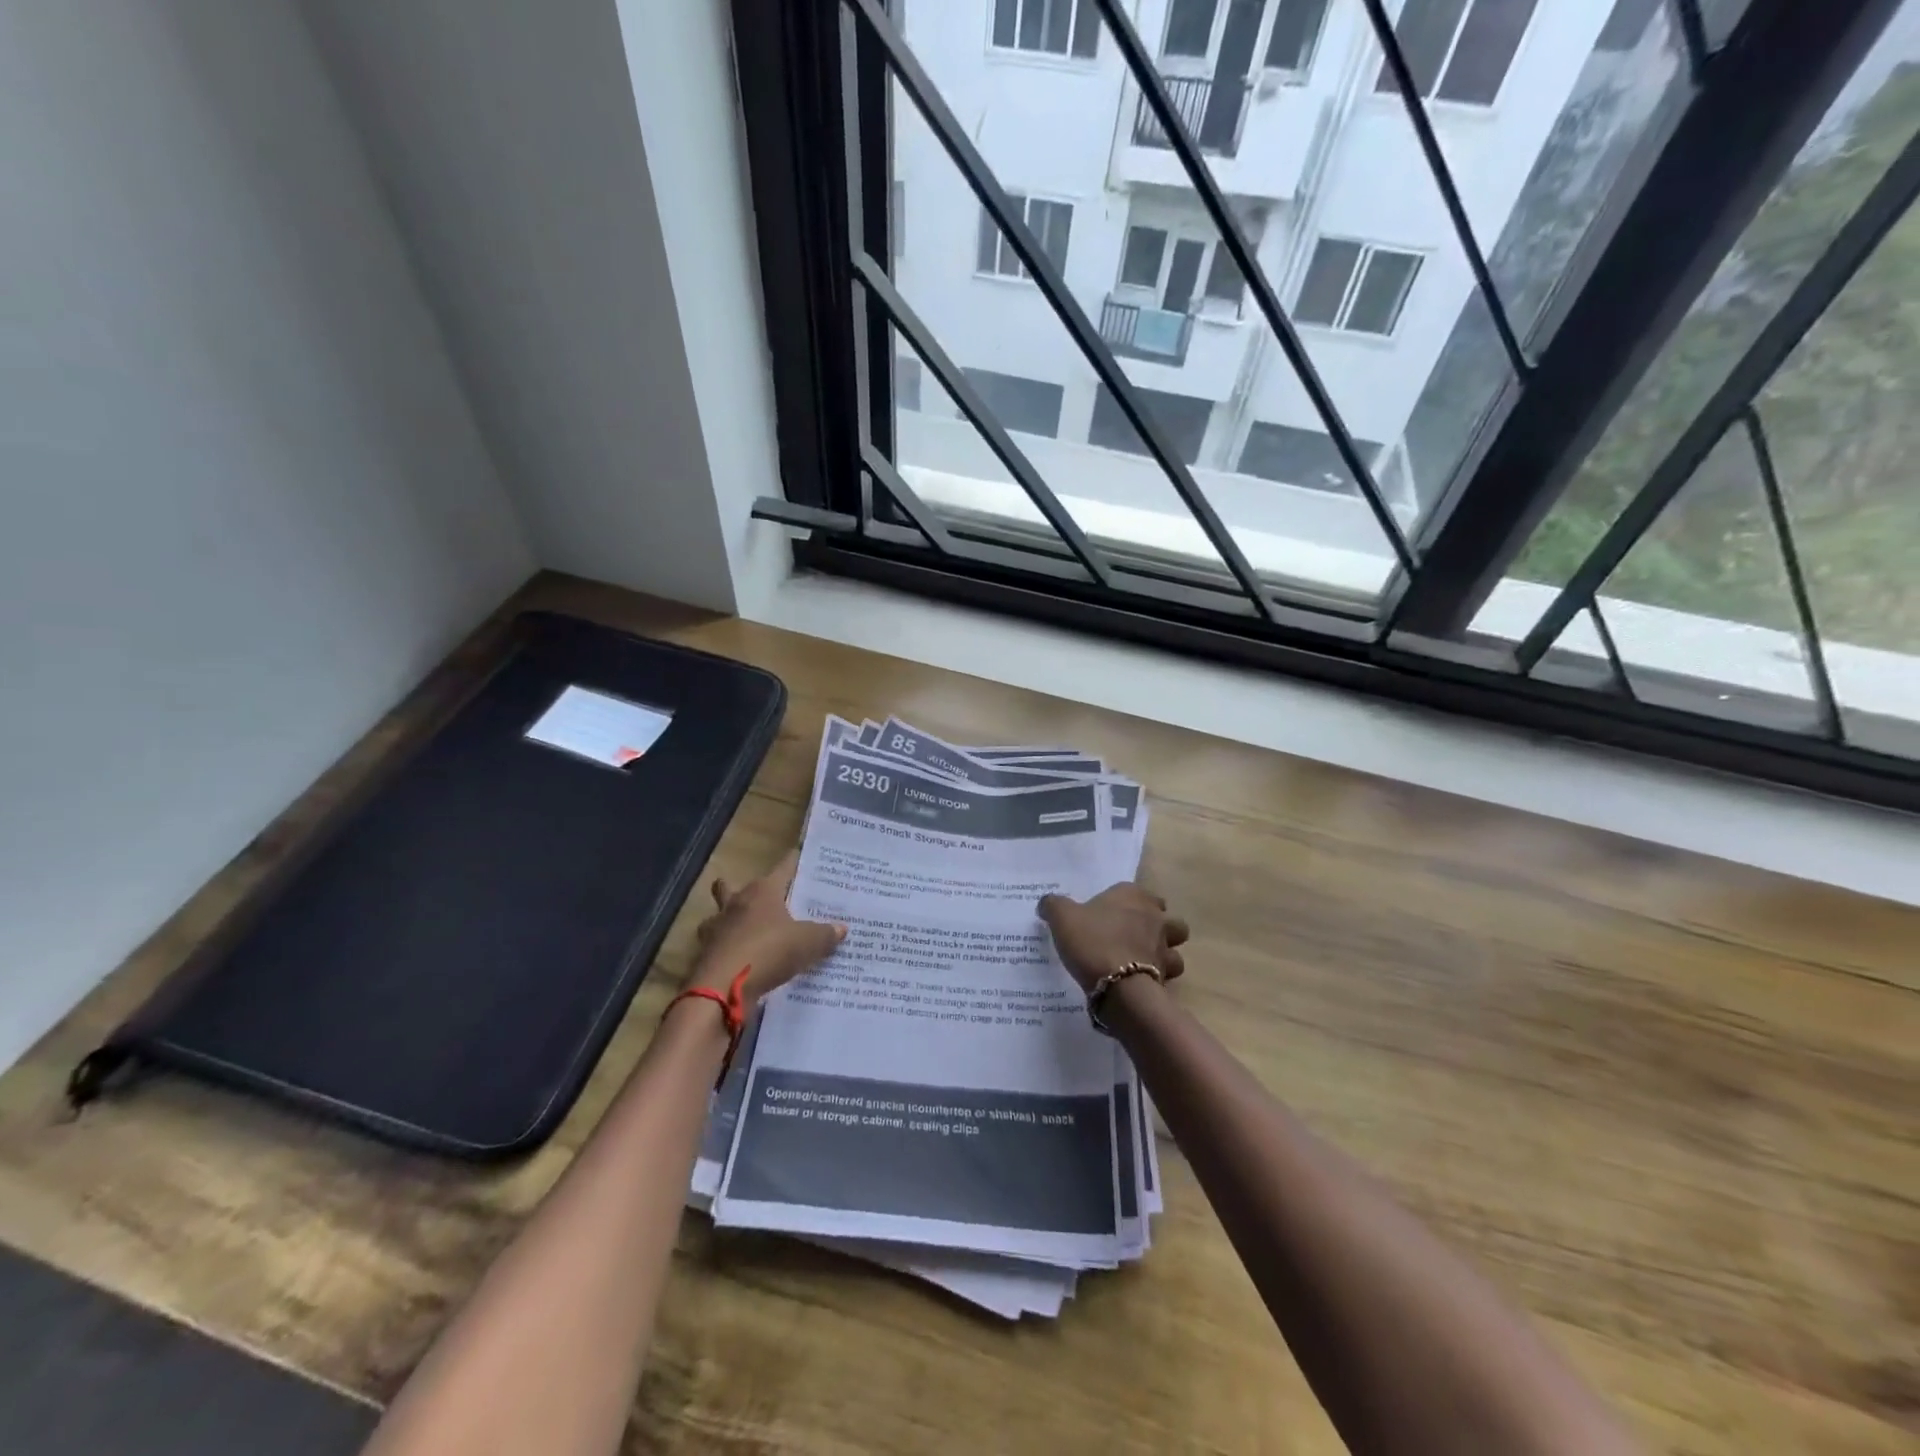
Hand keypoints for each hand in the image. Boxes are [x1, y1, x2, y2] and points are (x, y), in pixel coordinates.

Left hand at [687, 849, 845, 1005]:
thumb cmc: (769, 951)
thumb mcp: (808, 943)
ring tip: (745, 930)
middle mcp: (736, 902)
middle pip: (734, 886)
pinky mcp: (706, 953)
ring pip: (719, 914)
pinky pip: (717, 944)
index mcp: (762, 890)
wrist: (723, 988)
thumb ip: (825, 934)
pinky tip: (740, 959)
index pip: (783, 867)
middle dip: (744, 891)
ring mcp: (716, 928)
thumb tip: (841, 928)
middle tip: (764, 900)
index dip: (794, 862)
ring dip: (728, 920)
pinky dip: (726, 949)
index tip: (801, 856)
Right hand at [1037, 882, 1188, 994]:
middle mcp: (1155, 917)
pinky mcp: (1166, 976)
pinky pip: (1166, 975)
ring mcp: (1164, 947)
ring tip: (1140, 962)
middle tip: (1131, 936)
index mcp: (1133, 896)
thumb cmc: (1092, 941)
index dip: (1125, 902)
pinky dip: (1156, 978)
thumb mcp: (1062, 917)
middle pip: (1165, 917)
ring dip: (1163, 953)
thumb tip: (1047, 903)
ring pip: (1174, 946)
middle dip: (1155, 925)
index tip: (1108, 914)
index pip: (1136, 891)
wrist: (1117, 986)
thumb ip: (1054, 905)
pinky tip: (1137, 983)